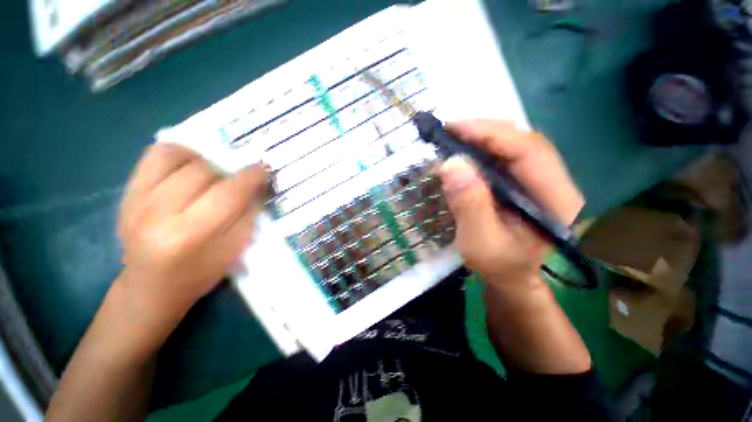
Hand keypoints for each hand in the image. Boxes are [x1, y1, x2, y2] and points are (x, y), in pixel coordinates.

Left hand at [117, 143, 267, 325]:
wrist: (150, 286)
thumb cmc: (199, 273)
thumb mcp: (234, 250)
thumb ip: (247, 215)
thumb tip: (257, 185)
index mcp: (188, 235)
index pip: (228, 193)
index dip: (251, 177)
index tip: (264, 169)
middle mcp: (157, 213)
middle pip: (203, 171)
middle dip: (228, 172)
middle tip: (237, 182)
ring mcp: (135, 200)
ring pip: (177, 156)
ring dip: (204, 162)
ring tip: (211, 175)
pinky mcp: (126, 193)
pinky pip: (155, 156)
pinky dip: (178, 155)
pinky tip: (188, 169)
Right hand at [439, 120, 583, 289]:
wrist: (511, 276)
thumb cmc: (498, 265)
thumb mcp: (479, 243)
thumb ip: (469, 205)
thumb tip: (452, 163)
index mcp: (555, 200)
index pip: (529, 151)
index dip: (492, 134)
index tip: (455, 128)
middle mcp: (556, 183)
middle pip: (525, 141)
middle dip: (486, 131)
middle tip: (451, 130)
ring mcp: (542, 180)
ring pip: (516, 144)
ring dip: (484, 137)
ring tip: (455, 137)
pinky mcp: (527, 182)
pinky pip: (507, 155)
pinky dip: (484, 148)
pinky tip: (467, 150)